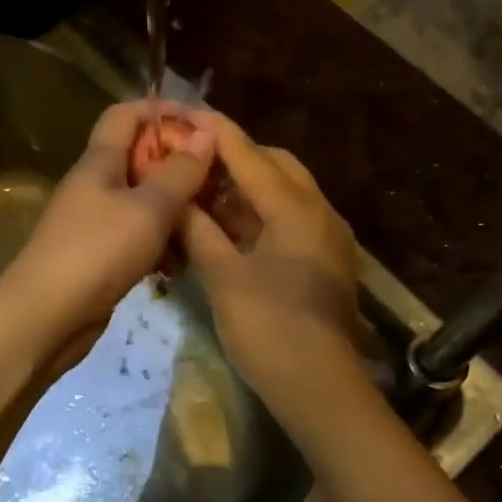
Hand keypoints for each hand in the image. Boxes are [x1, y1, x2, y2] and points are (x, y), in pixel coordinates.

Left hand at [0, 100, 215, 361]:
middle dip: (178, 162)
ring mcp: (96, 222)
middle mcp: (95, 185)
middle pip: (139, 157)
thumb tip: (206, 133)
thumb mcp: (148, 209)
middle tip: (218, 176)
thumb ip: (179, 172)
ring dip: (175, 206)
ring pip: (143, 200)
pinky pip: (138, 236)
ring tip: (211, 217)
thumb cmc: (96, 252)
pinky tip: (184, 259)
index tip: (204, 124)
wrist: (44, 318)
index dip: (163, 110)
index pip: (127, 114)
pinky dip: (162, 241)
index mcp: (99, 161)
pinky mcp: (101, 256)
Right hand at [175, 114, 365, 415]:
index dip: (215, 132)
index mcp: (295, 208)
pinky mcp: (324, 259)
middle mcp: (318, 211)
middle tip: (190, 161)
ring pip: (283, 193)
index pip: (249, 154)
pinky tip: (226, 226)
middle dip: (233, 157)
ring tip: (201, 190)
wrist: (321, 388)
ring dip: (245, 187)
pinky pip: (289, 219)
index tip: (183, 114)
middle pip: (274, 165)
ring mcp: (325, 236)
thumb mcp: (224, 277)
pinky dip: (258, 214)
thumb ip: (198, 231)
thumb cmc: (270, 329)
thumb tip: (175, 199)